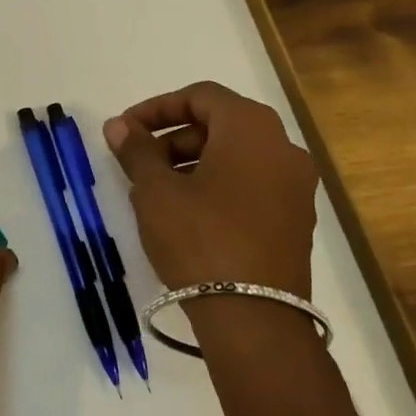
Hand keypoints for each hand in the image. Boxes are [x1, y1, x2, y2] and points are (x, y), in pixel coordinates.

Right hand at [103, 81, 317, 296]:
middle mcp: (282, 148)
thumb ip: (136, 150)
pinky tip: (188, 214)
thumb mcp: (156, 191)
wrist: (254, 319)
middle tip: (140, 162)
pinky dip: (218, 185)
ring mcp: (296, 186)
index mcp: (251, 128)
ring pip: (237, 156)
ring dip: (194, 162)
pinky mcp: (297, 220)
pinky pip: (252, 184)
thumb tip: (119, 125)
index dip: (158, 107)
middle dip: (174, 137)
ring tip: (158, 191)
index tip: (127, 130)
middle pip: (221, 124)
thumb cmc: (199, 239)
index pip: (201, 96)